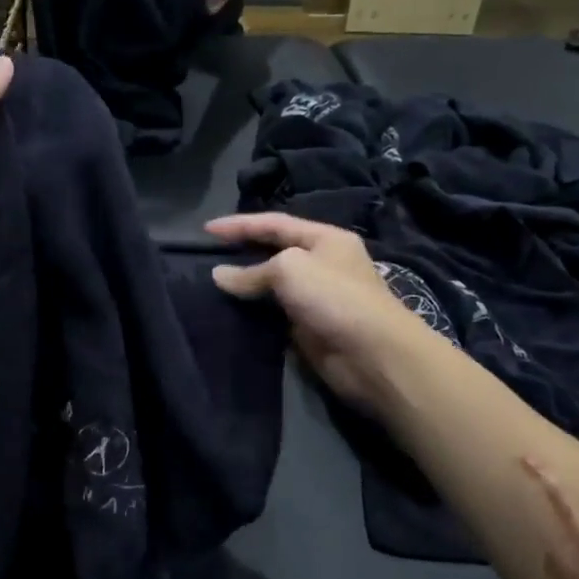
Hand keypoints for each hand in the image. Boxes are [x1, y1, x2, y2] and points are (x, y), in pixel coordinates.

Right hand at [205, 213, 428, 413]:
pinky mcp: (309, 327)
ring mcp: (317, 297)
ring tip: (211, 284)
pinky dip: (253, 311)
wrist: (372, 354)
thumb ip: (252, 271)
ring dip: (245, 284)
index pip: (275, 223)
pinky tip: (230, 311)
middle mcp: (323, 264)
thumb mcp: (289, 269)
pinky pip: (274, 313)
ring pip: (272, 285)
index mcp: (325, 239)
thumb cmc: (334, 297)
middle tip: (207, 255)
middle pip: (274, 252)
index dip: (239, 224)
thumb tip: (219, 276)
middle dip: (242, 252)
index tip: (206, 229)